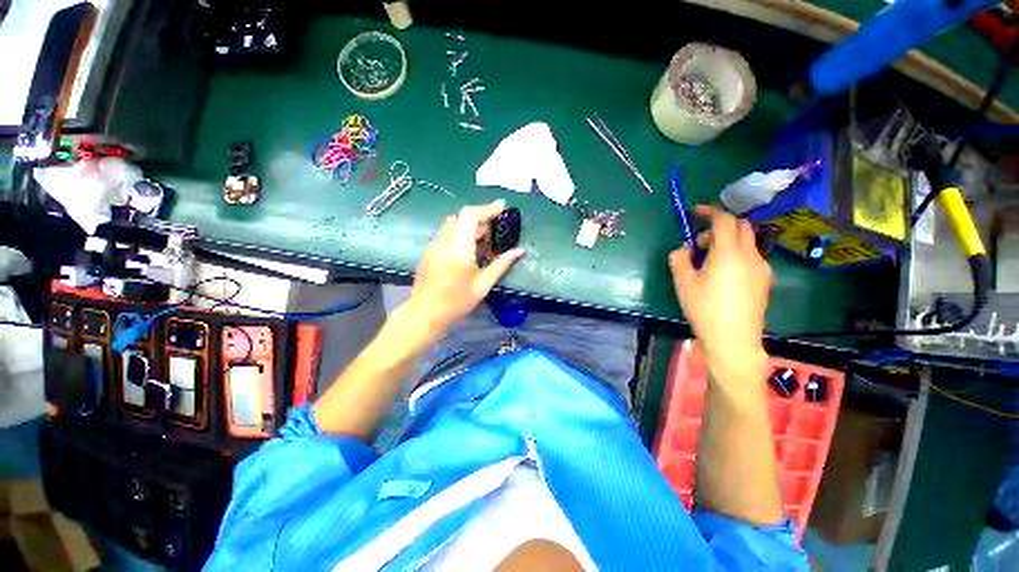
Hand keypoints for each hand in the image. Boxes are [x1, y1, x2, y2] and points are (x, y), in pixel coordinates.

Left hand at [409, 200, 525, 330]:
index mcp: (459, 249)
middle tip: (495, 229)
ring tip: (483, 240)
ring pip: (453, 224)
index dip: (488, 208)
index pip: (471, 216)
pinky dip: (460, 234)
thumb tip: (520, 251)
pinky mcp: (429, 251)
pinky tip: (468, 250)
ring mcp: (434, 245)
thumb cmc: (456, 302)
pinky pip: (447, 234)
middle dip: (480, 217)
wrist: (424, 314)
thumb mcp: (483, 285)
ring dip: (469, 225)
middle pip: (462, 217)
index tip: (502, 206)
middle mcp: (444, 241)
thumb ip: (501, 265)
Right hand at [669, 205, 771, 362]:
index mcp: (728, 254)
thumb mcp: (683, 283)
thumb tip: (683, 247)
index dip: (710, 211)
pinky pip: (751, 255)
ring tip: (709, 260)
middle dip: (720, 225)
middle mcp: (750, 255)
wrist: (733, 339)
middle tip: (701, 241)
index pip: (724, 220)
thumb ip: (679, 259)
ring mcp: (761, 267)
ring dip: (728, 240)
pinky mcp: (765, 279)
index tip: (696, 212)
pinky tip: (724, 273)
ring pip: (747, 241)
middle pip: (741, 226)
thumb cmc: (704, 309)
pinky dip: (737, 253)